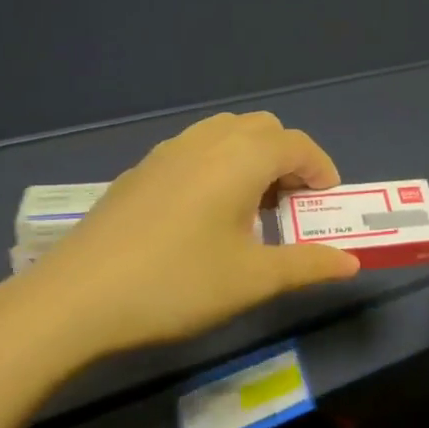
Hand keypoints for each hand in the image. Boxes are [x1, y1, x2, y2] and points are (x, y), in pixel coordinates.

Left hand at [0, 112, 360, 362]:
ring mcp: (167, 152)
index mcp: (241, 158)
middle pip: (263, 129)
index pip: (298, 144)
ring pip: (225, 133)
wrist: (76, 298)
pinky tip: (204, 214)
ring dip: (252, 158)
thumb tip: (352, 262)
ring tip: (251, 207)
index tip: (327, 205)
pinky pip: (195, 149)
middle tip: (292, 205)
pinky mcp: (140, 171)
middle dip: (288, 159)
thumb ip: (308, 264)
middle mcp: (206, 141)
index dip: (322, 170)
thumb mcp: (252, 280)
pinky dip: (218, 165)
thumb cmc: (177, 284)